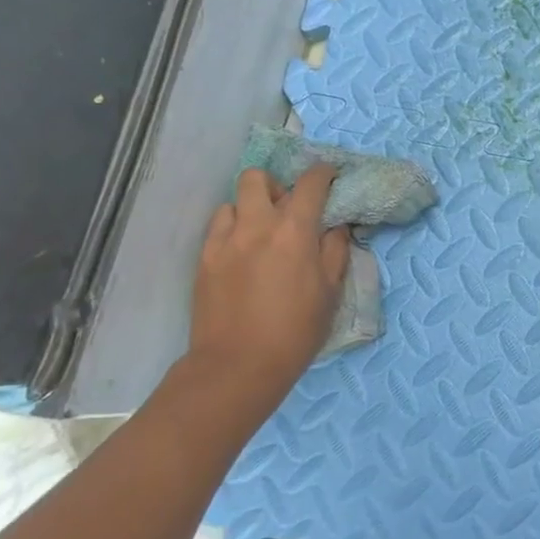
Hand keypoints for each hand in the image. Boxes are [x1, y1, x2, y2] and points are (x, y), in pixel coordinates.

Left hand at [187, 166, 350, 413]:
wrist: (239, 365)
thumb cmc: (296, 331)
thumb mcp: (330, 291)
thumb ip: (335, 250)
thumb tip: (336, 226)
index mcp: (294, 232)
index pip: (310, 184)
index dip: (323, 173)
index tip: (330, 176)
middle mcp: (257, 225)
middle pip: (258, 179)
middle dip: (276, 185)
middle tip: (287, 209)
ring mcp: (224, 241)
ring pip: (233, 201)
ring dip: (251, 208)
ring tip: (261, 233)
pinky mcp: (204, 259)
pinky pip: (218, 227)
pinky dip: (233, 229)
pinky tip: (243, 253)